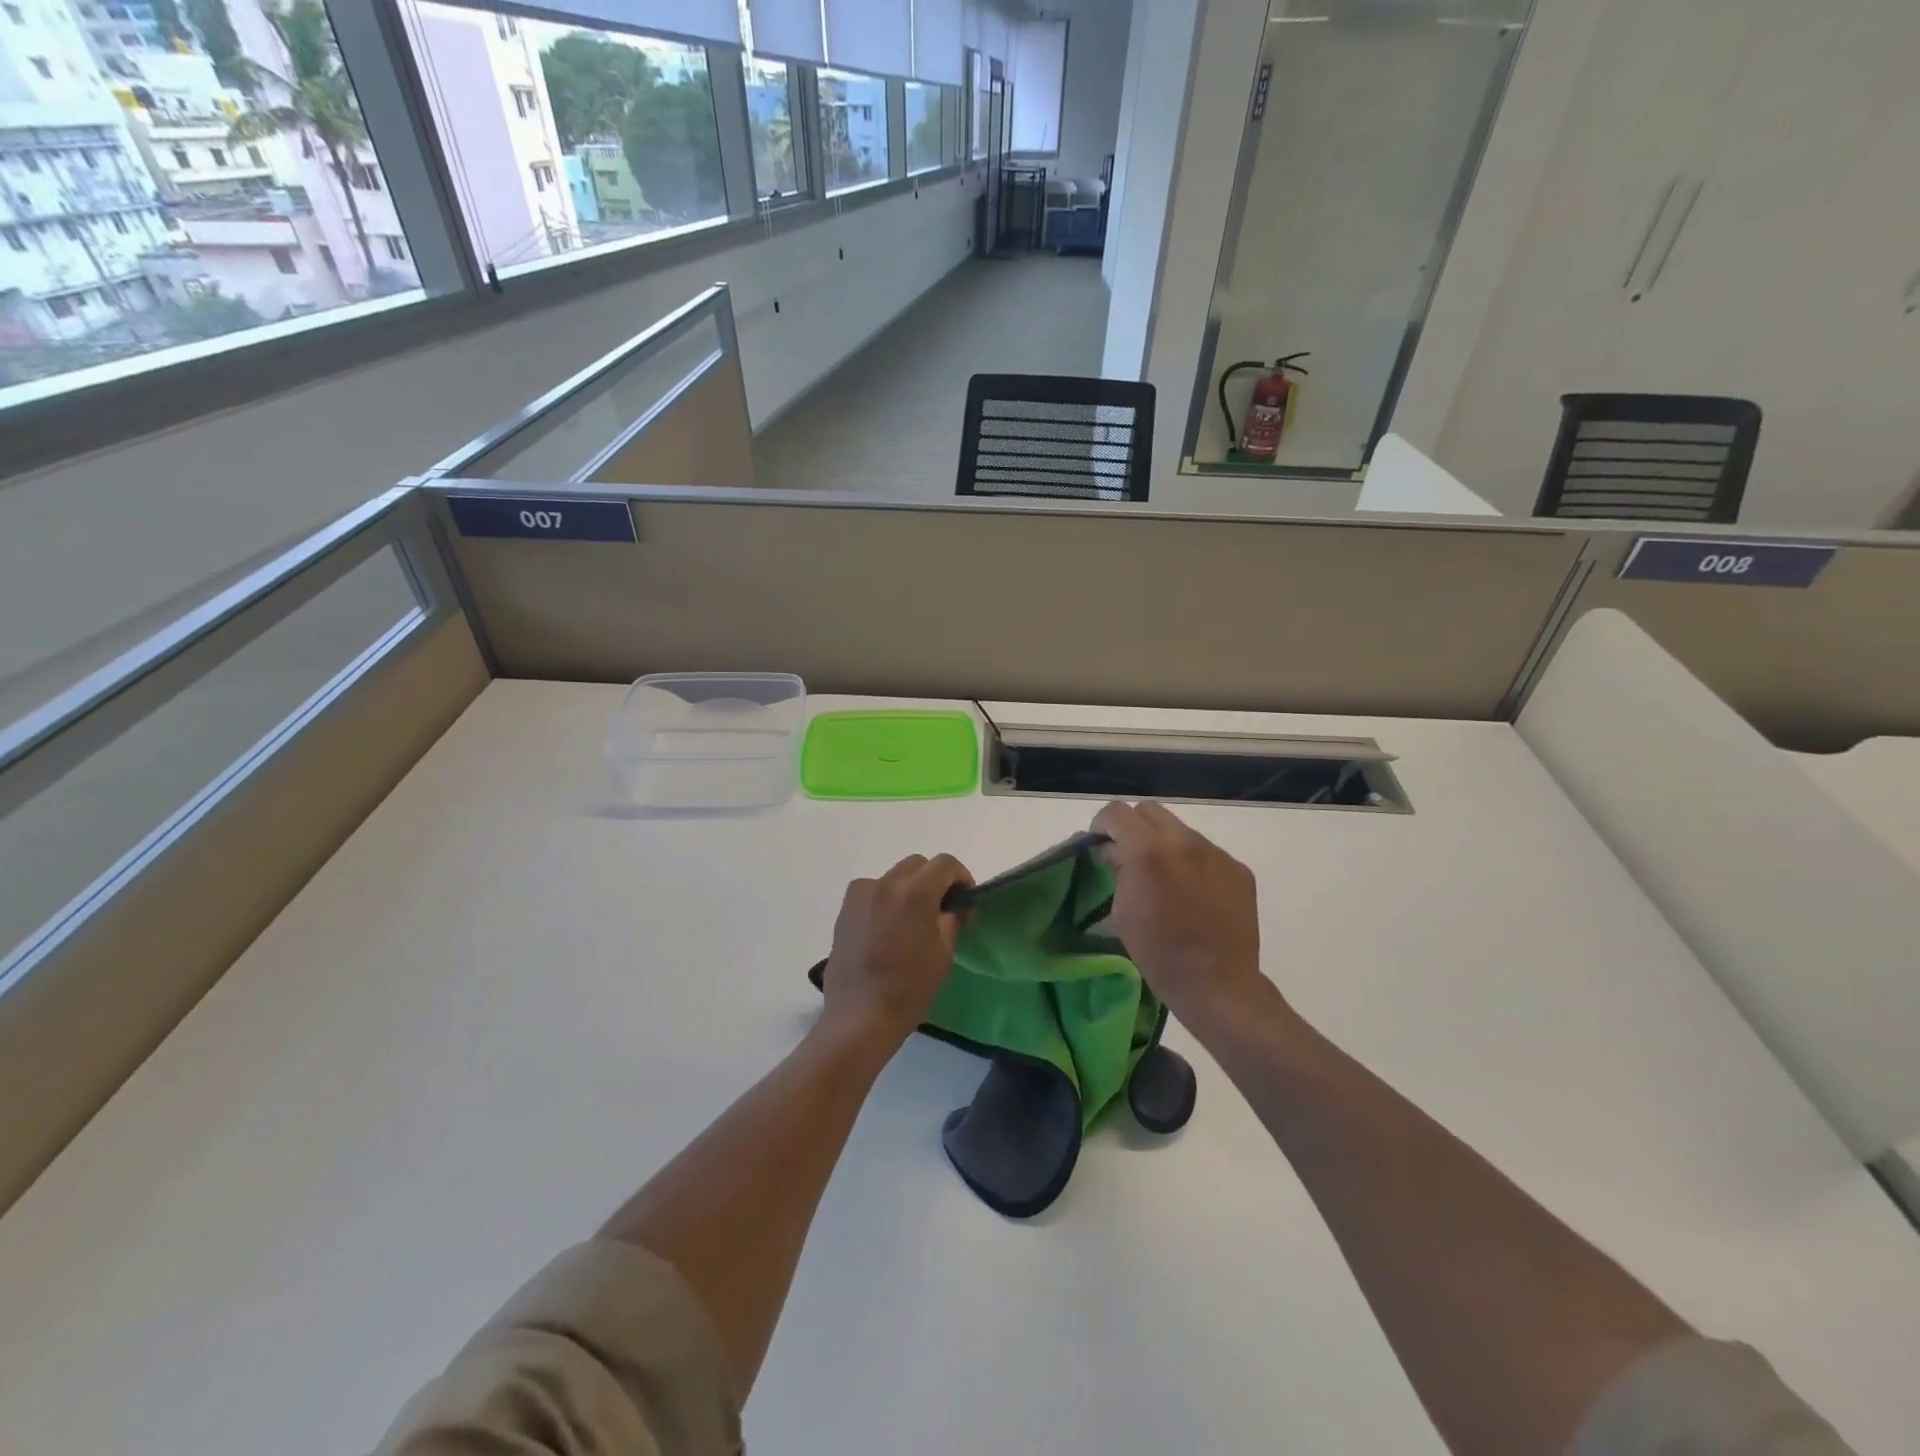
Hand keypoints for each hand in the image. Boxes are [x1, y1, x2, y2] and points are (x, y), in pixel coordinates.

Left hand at [818, 854, 972, 1050]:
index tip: (964, 900)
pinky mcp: (845, 910)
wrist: (860, 1016)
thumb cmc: (910, 988)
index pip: (945, 864)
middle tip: (940, 909)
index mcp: (915, 893)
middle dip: (933, 880)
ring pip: (893, 876)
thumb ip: (950, 920)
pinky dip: (884, 899)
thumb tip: (951, 908)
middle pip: (917, 865)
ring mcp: (861, 895)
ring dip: (907, 888)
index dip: (961, 877)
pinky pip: (871, 891)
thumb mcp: (943, 954)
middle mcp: (886, 884)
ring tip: (910, 919)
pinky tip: (886, 927)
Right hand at [1092, 802, 1274, 1031]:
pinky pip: (1206, 852)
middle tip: (1129, 856)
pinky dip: (1192, 863)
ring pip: (1179, 830)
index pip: (1116, 812)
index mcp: (1148, 850)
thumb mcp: (1122, 910)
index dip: (1101, 826)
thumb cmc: (1158, 952)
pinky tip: (1193, 893)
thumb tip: (1112, 850)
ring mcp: (1216, 852)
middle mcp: (1184, 840)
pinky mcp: (1237, 868)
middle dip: (1133, 828)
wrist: (1217, 983)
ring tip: (1165, 878)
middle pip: (1149, 810)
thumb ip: (1116, 868)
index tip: (1100, 847)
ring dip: (1164, 844)